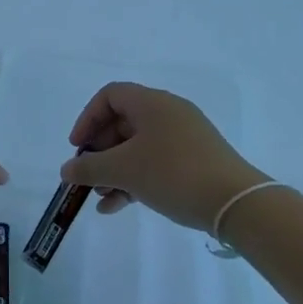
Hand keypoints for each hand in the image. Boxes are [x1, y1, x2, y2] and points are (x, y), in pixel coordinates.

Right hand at [59, 83, 265, 230]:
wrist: (235, 203)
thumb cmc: (173, 174)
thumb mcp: (124, 170)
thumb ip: (89, 168)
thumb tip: (67, 170)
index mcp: (152, 103)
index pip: (110, 95)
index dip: (88, 119)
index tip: (78, 148)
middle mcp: (169, 113)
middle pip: (122, 123)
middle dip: (100, 151)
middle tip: (87, 176)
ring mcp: (184, 138)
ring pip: (138, 147)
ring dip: (114, 170)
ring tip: (100, 197)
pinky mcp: (195, 161)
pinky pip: (155, 163)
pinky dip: (134, 180)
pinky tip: (117, 207)